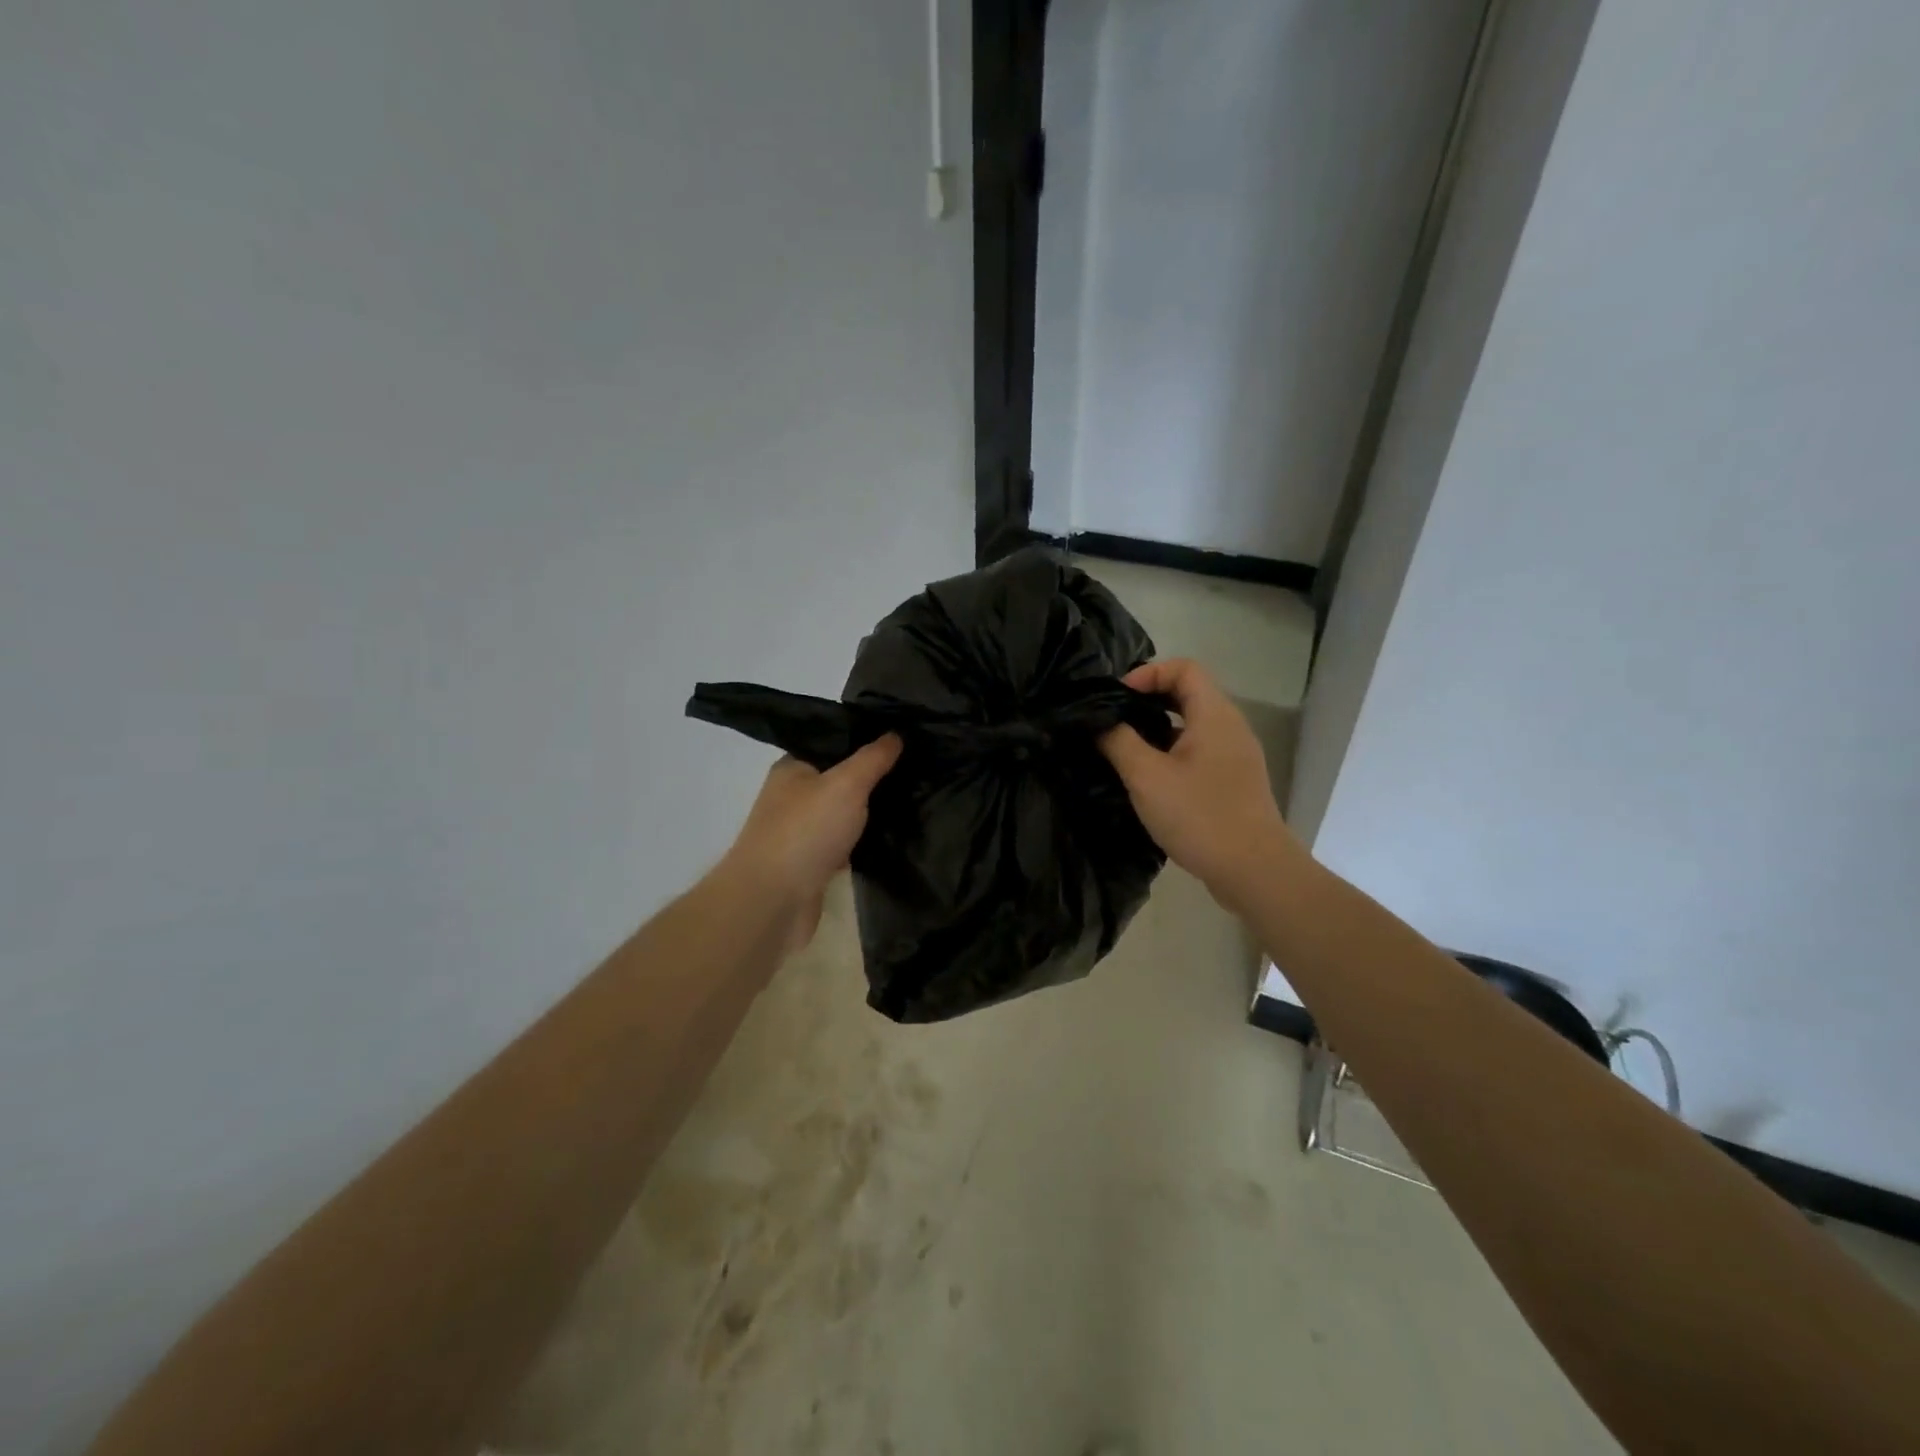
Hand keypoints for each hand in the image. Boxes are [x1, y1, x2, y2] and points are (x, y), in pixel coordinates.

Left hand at [720, 735, 902, 952]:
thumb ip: (872, 759)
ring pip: (843, 815)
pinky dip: (862, 843)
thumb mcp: (846, 784)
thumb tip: (895, 734)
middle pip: (840, 780)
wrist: (773, 902)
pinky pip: (843, 845)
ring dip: (869, 813)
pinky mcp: (811, 865)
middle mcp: (793, 797)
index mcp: (792, 768)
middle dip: (873, 779)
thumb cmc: (805, 831)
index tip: (904, 739)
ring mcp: (801, 833)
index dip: (865, 740)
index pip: (832, 744)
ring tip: (913, 801)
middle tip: (916, 771)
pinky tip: (893, 839)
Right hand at [1099, 659, 1303, 907]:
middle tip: (1113, 721)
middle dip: (1148, 701)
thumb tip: (1098, 721)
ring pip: (1192, 725)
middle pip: (1188, 693)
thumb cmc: (1199, 816)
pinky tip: (1149, 779)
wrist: (1253, 870)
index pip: (1183, 668)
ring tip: (1124, 749)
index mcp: (1214, 715)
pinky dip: (1172, 752)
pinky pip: (1199, 751)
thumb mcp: (1147, 777)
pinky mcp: (1234, 781)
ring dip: (1157, 729)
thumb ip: (1118, 741)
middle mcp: (1230, 727)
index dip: (1147, 673)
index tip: (1116, 699)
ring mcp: (1235, 755)